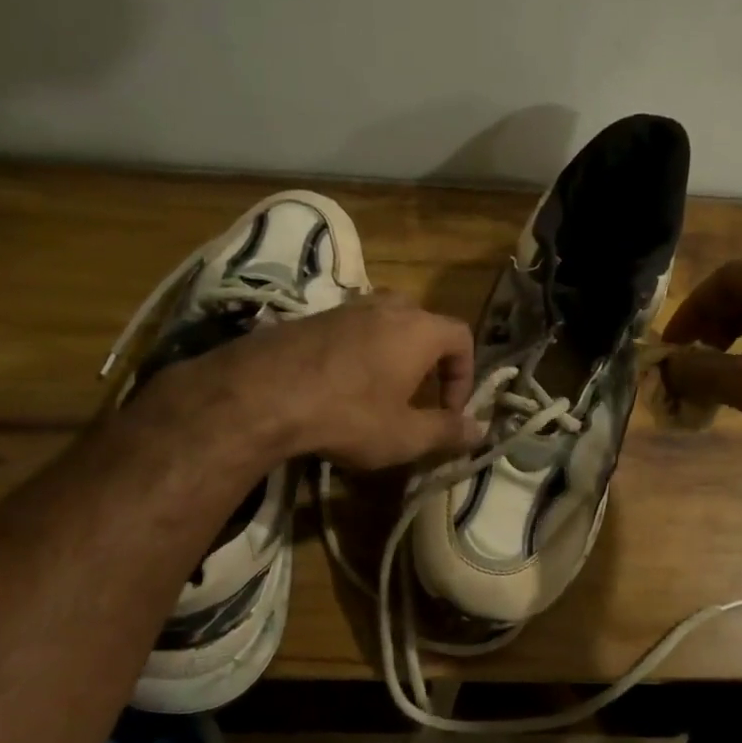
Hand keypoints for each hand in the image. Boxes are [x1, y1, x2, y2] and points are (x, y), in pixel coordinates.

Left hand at [134, 294, 483, 470]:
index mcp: (418, 330)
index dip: (464, 375)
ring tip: (379, 393)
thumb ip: (447, 431)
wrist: (261, 395)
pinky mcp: (309, 318)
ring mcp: (344, 308)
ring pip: (383, 323)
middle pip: (422, 323)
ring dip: (391, 354)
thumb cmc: (348, 415)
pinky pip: (349, 330)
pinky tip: (338, 388)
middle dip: (429, 360)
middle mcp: (385, 307)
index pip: (462, 337)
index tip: (450, 411)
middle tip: (418, 395)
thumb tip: (480, 431)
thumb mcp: (405, 435)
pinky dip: (357, 353)